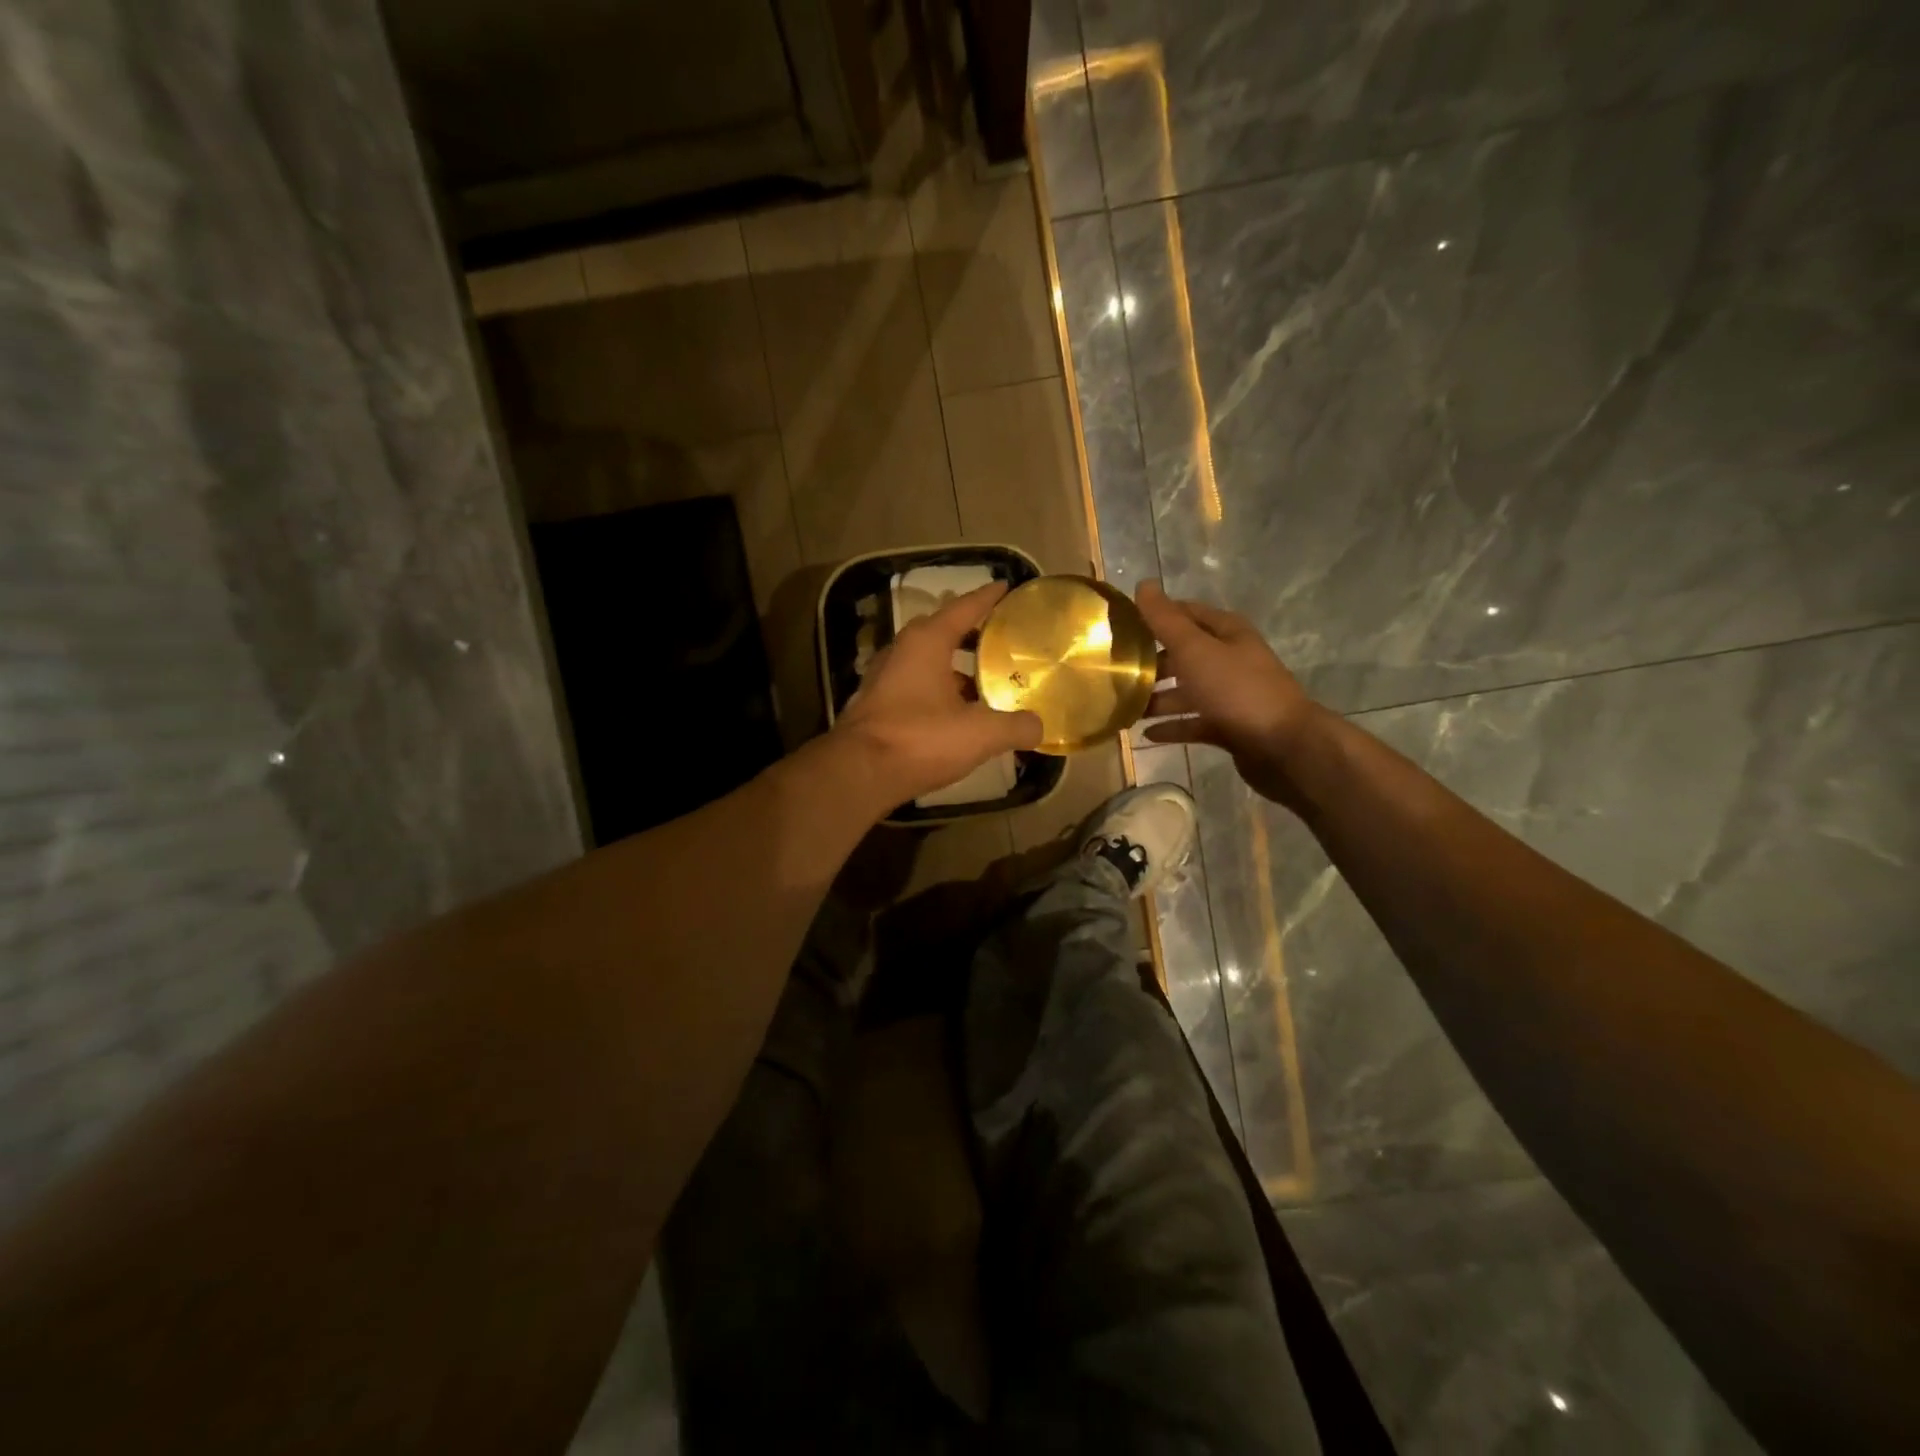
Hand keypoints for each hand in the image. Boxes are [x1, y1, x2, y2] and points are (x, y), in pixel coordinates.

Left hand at [834, 581, 1042, 804]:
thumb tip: (1039, 726)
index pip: (963, 608)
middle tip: (998, 639)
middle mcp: (901, 652)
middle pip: (940, 632)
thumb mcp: (980, 733)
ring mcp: (884, 679)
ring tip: (983, 683)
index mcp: (926, 642)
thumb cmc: (920, 739)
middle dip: (969, 633)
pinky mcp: (876, 706)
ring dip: (953, 669)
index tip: (1006, 587)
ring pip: (926, 663)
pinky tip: (955, 714)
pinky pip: (914, 687)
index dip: (987, 598)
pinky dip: (937, 692)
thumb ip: (1015, 726)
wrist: (859, 774)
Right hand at [1135, 580, 1324, 807]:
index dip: (1156, 616)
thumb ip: (1166, 621)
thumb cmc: (1237, 690)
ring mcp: (1231, 695)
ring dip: (1158, 698)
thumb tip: (1143, 584)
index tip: (1121, 626)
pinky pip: (1194, 722)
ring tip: (1124, 707)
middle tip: (1116, 672)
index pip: (1186, 613)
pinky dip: (1173, 726)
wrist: (1284, 746)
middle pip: (1184, 655)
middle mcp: (1230, 659)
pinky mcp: (1229, 726)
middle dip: (1152, 662)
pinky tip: (1146, 734)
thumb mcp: (1196, 650)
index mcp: (1227, 633)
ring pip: (1187, 691)